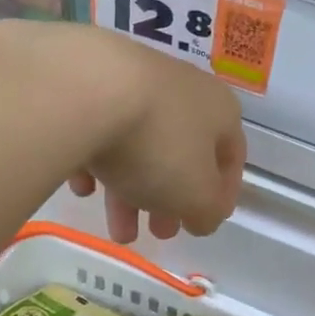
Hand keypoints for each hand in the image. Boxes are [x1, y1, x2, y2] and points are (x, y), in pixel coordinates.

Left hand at [32, 24, 244, 243]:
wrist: (86, 90)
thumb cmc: (158, 145)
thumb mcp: (196, 195)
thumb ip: (208, 211)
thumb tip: (205, 216)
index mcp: (219, 110)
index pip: (231, 157)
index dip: (220, 195)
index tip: (202, 225)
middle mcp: (183, 90)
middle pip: (181, 153)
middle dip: (171, 200)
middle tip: (159, 233)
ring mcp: (135, 82)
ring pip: (139, 145)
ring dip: (132, 192)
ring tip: (117, 233)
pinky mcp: (91, 83)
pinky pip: (100, 130)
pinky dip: (97, 161)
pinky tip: (83, 186)